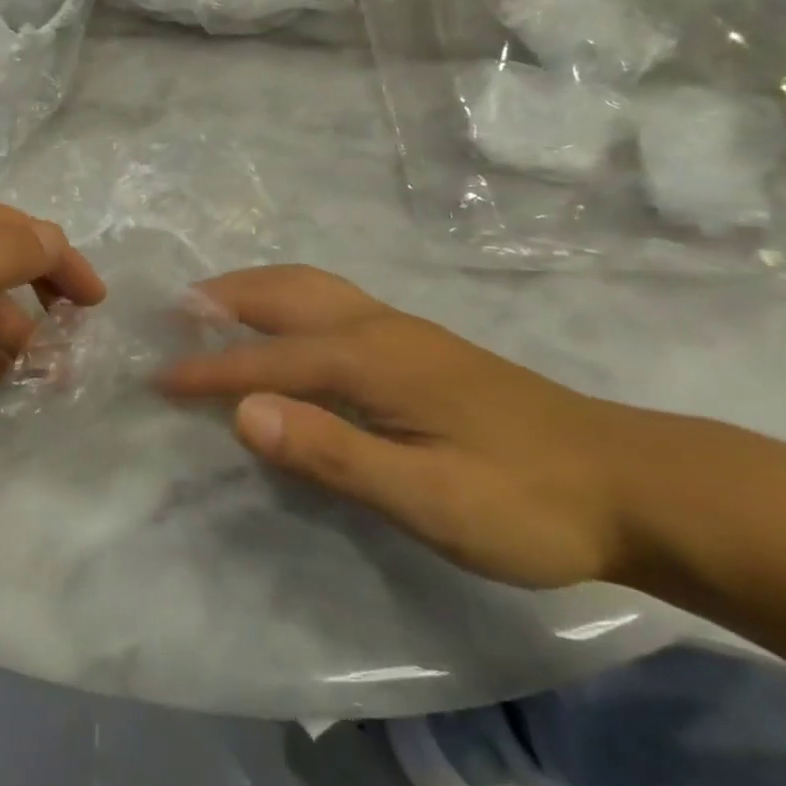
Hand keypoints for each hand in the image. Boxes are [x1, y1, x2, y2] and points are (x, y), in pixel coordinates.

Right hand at [159, 266, 639, 588]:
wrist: (630, 481)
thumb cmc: (524, 500)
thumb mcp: (428, 498)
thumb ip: (333, 453)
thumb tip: (243, 412)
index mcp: (368, 357)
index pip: (265, 358)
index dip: (207, 371)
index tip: (155, 378)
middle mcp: (374, 325)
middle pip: (280, 293)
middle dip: (219, 300)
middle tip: (170, 315)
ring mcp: (398, 327)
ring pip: (306, 286)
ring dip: (250, 288)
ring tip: (210, 306)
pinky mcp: (415, 341)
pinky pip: (326, 299)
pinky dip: (282, 297)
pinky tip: (283, 324)